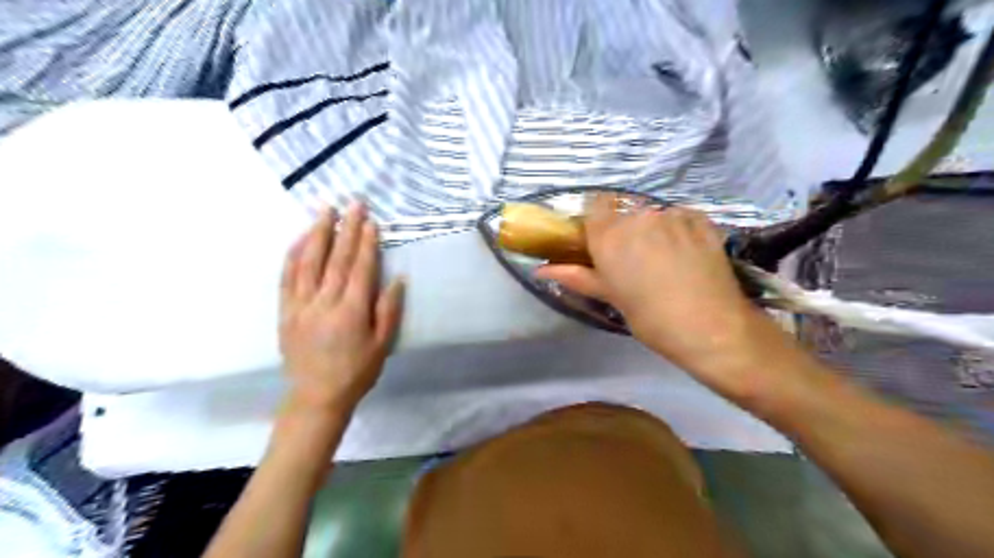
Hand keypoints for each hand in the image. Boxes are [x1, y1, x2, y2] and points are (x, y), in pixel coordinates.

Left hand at [278, 203, 401, 416]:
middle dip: (345, 229)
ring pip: (308, 262)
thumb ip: (388, 310)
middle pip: (335, 259)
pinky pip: (286, 277)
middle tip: (352, 203)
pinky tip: (300, 238)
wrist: (317, 396)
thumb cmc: (357, 371)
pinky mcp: (285, 311)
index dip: (366, 243)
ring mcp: (300, 305)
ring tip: (325, 210)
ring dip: (317, 233)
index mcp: (351, 312)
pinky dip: (293, 254)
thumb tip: (397, 279)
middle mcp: (324, 303)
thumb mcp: (382, 345)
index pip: (360, 269)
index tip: (370, 221)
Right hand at [535, 193, 794, 393]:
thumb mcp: (611, 297)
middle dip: (626, 230)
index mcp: (610, 236)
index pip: (595, 205)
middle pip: (625, 212)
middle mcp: (638, 217)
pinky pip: (680, 217)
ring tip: (665, 261)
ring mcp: (672, 215)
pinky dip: (678, 229)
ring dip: (653, 230)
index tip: (602, 241)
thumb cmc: (651, 318)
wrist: (711, 327)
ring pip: (653, 214)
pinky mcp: (700, 219)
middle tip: (634, 260)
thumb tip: (541, 270)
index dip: (597, 220)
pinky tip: (686, 255)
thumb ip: (576, 276)